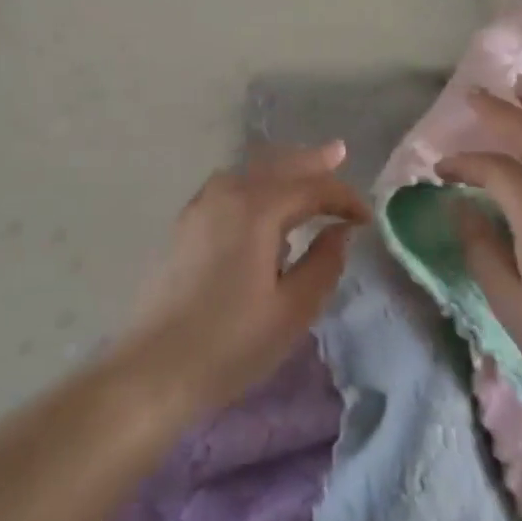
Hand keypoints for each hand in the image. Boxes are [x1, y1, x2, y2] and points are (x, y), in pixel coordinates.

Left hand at [121, 142, 368, 415]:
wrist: (155, 368)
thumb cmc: (231, 343)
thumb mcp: (293, 310)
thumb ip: (324, 264)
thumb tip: (339, 232)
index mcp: (257, 209)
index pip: (311, 188)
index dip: (343, 198)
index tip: (366, 218)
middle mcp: (227, 193)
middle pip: (278, 165)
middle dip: (311, 161)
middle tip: (339, 152)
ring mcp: (201, 205)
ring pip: (251, 171)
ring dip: (282, 169)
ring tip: (306, 171)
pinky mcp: (187, 223)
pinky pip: (230, 185)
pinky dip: (256, 182)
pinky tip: (263, 201)